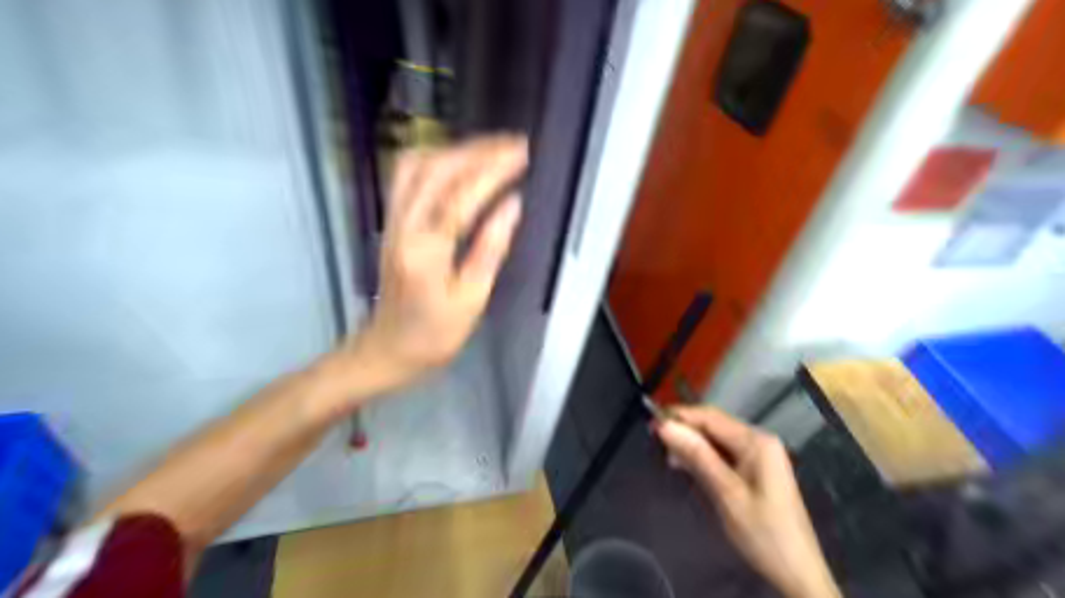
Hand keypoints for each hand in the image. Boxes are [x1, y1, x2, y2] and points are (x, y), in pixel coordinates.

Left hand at [353, 133, 526, 388]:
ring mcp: (392, 220)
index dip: (492, 171)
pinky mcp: (392, 221)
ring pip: (416, 165)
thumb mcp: (471, 300)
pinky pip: (408, 175)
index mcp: (425, 251)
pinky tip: (459, 161)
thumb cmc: (435, 334)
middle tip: (514, 144)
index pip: (461, 198)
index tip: (522, 154)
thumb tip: (513, 205)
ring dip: (454, 149)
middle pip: (434, 169)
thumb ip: (490, 249)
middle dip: (477, 150)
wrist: (389, 349)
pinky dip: (436, 159)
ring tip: (491, 148)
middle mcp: (402, 226)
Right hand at [659, 406, 841, 597]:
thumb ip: (697, 456)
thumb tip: (665, 426)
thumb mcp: (727, 493)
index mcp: (757, 441)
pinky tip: (685, 465)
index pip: (710, 417)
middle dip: (684, 430)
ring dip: (691, 445)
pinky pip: (722, 454)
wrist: (798, 573)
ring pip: (715, 440)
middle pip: (713, 425)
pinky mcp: (754, 470)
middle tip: (653, 440)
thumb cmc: (764, 533)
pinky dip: (702, 458)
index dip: (679, 416)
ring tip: (665, 455)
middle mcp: (758, 441)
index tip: (650, 423)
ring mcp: (758, 456)